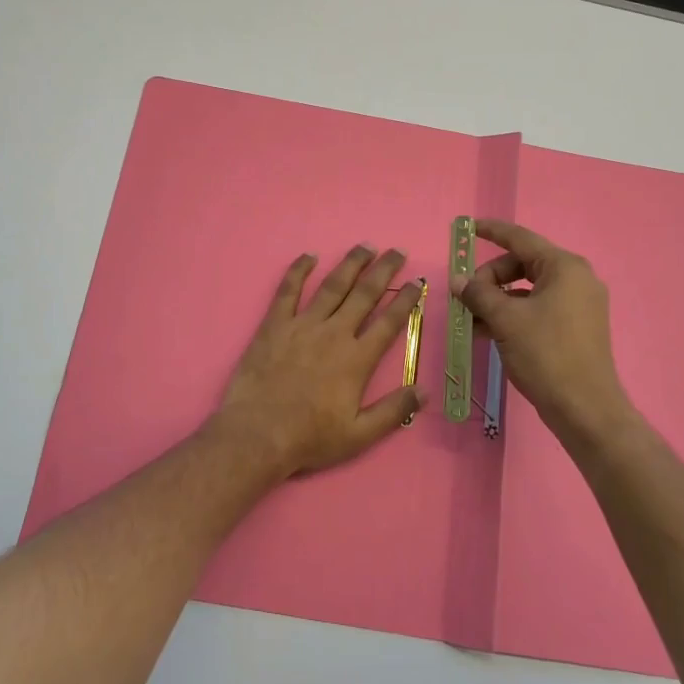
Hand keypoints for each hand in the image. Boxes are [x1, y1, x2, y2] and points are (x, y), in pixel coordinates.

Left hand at [216, 245, 425, 475]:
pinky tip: (309, 256)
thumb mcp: (360, 435)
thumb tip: (425, 391)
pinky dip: (298, 270)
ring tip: (365, 246)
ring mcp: (302, 325)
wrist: (258, 433)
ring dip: (350, 264)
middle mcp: (334, 333)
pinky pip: (288, 290)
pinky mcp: (274, 324)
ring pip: (332, 286)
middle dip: (384, 271)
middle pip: (364, 295)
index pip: (389, 321)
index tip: (417, 282)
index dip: (406, 300)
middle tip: (397, 251)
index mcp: (357, 359)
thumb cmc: (310, 437)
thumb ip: (393, 411)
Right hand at [451, 219, 635, 449]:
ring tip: (470, 318)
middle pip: (522, 264)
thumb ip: (479, 294)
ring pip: (527, 289)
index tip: (468, 226)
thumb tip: (458, 280)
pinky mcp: (576, 327)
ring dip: (497, 299)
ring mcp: (578, 304)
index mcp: (564, 267)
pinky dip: (512, 314)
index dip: (492, 231)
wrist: (585, 409)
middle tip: (465, 297)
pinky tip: (487, 332)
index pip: (521, 239)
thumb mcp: (505, 320)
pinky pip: (537, 308)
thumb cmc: (546, 355)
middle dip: (490, 277)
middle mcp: (576, 279)